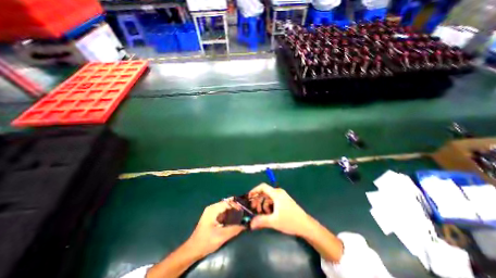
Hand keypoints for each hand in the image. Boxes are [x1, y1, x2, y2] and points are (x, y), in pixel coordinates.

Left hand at [185, 200, 245, 256]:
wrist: (193, 249)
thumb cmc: (206, 242)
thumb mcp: (221, 236)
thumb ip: (234, 229)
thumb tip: (245, 225)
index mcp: (213, 209)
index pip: (228, 202)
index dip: (237, 205)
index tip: (244, 211)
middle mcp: (213, 207)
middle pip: (227, 203)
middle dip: (236, 207)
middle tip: (244, 212)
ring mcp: (212, 211)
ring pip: (226, 207)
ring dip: (233, 210)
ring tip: (241, 214)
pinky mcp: (213, 216)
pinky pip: (223, 211)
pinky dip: (230, 213)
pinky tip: (235, 218)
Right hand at [251, 184, 310, 235]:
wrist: (305, 225)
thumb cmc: (290, 221)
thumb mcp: (274, 221)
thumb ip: (261, 221)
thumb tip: (250, 224)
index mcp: (276, 193)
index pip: (263, 187)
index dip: (254, 190)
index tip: (249, 197)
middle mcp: (278, 192)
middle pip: (264, 192)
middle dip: (258, 200)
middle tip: (254, 209)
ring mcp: (282, 196)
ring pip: (268, 197)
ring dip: (263, 204)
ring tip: (262, 214)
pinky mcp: (284, 201)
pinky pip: (273, 200)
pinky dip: (269, 206)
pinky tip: (269, 214)